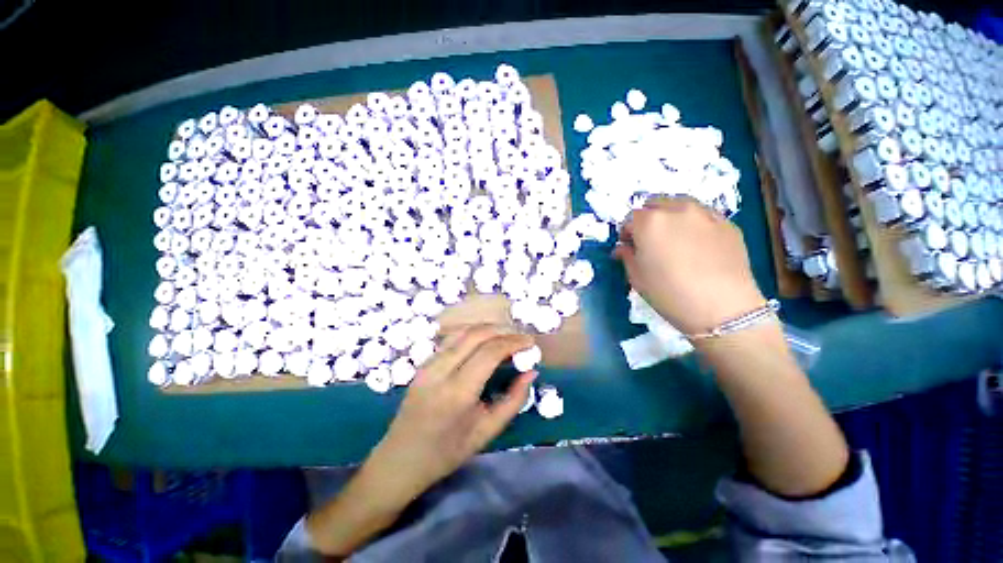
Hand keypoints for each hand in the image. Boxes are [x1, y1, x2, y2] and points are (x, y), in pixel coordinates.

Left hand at [366, 325, 536, 500]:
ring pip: (462, 331)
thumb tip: (531, 372)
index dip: (513, 342)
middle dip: (502, 330)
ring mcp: (428, 364)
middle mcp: (440, 370)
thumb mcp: (487, 431)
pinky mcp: (423, 362)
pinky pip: (452, 338)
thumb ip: (514, 400)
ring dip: (488, 328)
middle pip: (476, 334)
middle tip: (521, 337)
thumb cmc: (447, 452)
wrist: (400, 459)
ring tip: (507, 335)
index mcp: (457, 392)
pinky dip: (473, 333)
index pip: (490, 352)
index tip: (530, 342)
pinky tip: (485, 340)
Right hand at [613, 197, 764, 334]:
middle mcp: (676, 210)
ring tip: (674, 238)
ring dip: (670, 216)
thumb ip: (627, 256)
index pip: (630, 218)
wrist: (723, 308)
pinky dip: (693, 223)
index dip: (627, 232)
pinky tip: (697, 243)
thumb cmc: (669, 294)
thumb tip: (623, 248)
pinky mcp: (726, 223)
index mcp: (650, 222)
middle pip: (655, 204)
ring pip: (680, 204)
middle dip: (647, 219)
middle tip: (649, 240)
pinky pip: (702, 215)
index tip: (629, 246)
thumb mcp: (637, 278)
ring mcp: (705, 213)